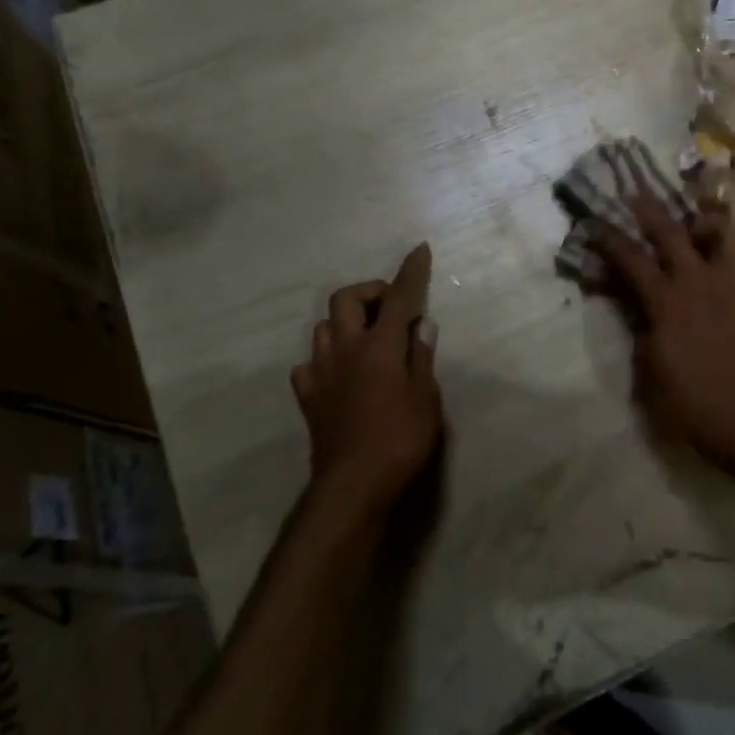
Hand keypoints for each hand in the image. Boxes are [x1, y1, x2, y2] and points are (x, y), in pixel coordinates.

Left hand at [292, 244, 442, 516]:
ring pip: (323, 328)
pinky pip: (309, 364)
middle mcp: (345, 350)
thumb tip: (421, 325)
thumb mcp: (426, 398)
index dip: (411, 272)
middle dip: (369, 291)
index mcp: (379, 347)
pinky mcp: (308, 397)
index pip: (399, 298)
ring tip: (367, 339)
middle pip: (345, 299)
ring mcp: (321, 373)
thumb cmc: (400, 440)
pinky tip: (339, 373)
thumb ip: (421, 357)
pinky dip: (325, 360)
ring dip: (345, 323)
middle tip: (392, 307)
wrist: (353, 485)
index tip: (419, 250)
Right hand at [588, 197, 734, 468]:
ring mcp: (730, 284)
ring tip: (691, 211)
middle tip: (635, 194)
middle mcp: (698, 282)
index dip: (609, 238)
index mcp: (666, 302)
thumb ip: (637, 325)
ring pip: (718, 232)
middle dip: (648, 210)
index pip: (630, 259)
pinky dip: (727, 240)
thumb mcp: (647, 367)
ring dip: (700, 218)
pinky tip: (719, 242)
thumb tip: (630, 299)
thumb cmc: (688, 401)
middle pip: (670, 232)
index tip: (594, 223)